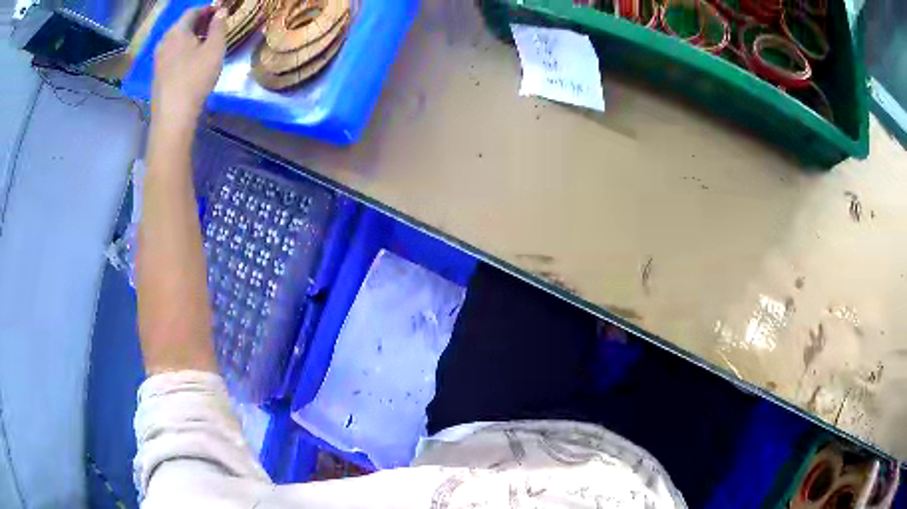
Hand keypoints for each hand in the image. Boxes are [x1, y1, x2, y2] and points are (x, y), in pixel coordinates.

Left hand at [152, 6, 226, 129]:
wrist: (173, 115)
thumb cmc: (195, 78)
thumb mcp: (215, 48)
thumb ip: (219, 26)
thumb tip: (221, 11)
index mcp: (178, 30)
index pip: (193, 11)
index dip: (208, 9)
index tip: (220, 12)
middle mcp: (164, 41)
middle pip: (182, 24)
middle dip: (199, 22)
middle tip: (214, 27)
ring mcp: (158, 58)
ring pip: (176, 40)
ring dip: (190, 37)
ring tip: (204, 44)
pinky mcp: (157, 74)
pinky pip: (171, 53)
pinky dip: (182, 50)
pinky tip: (191, 61)